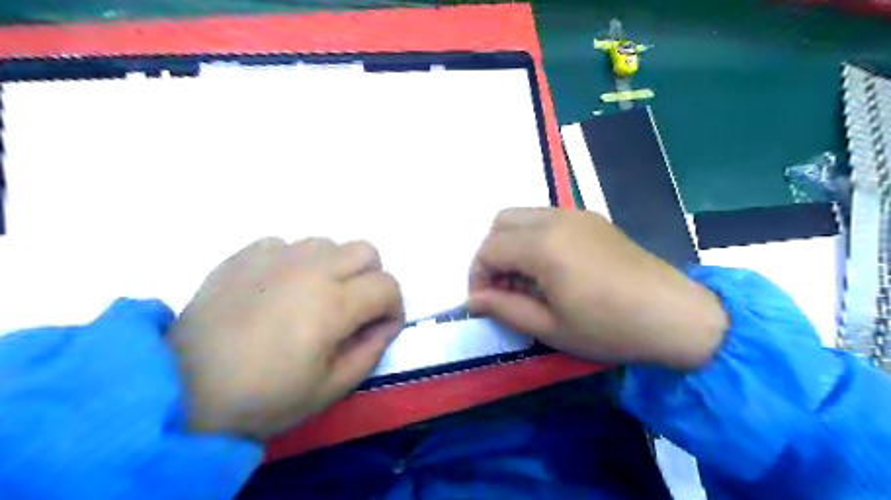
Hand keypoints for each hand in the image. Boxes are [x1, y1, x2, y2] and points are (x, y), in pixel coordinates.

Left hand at [167, 237, 403, 441]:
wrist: (181, 390)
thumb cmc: (262, 397)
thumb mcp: (330, 389)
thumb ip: (370, 351)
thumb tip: (384, 324)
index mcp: (332, 304)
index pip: (388, 286)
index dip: (393, 308)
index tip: (380, 328)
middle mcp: (310, 269)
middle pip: (366, 250)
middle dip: (371, 278)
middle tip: (352, 308)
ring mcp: (274, 256)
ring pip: (328, 243)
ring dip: (334, 267)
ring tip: (313, 297)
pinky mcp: (244, 255)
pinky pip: (286, 244)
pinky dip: (294, 262)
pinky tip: (278, 289)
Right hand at [467, 207, 723, 369]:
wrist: (675, 315)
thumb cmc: (609, 327)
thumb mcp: (550, 327)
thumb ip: (505, 308)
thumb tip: (473, 300)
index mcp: (543, 245)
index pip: (489, 249)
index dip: (477, 275)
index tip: (484, 302)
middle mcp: (555, 219)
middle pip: (501, 222)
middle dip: (491, 254)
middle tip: (502, 287)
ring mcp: (576, 214)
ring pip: (523, 216)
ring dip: (512, 244)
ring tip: (525, 280)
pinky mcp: (592, 219)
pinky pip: (546, 219)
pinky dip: (533, 238)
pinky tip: (550, 269)